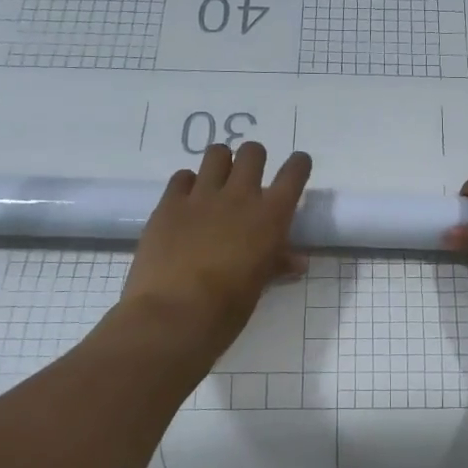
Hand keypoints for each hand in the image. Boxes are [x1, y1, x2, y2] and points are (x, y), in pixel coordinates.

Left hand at [121, 142, 311, 358]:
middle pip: (252, 152)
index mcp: (271, 216)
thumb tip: (296, 261)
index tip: (297, 167)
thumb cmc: (228, 308)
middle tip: (249, 179)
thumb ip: (277, 264)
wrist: (174, 315)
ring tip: (217, 183)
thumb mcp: (259, 286)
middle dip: (254, 159)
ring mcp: (201, 196)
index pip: (294, 173)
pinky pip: (182, 177)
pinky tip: (187, 202)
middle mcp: (240, 196)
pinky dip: (188, 184)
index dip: (298, 165)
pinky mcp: (169, 204)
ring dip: (221, 163)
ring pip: (216, 153)